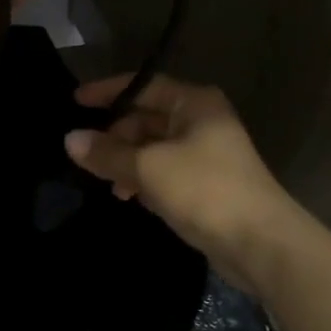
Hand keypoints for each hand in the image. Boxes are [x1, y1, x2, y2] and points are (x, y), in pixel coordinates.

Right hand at [64, 74, 330, 293]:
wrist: (261, 244)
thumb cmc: (205, 189)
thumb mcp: (148, 167)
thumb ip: (107, 152)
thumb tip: (69, 140)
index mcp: (194, 103)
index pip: (142, 86)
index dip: (107, 92)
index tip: (75, 102)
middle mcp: (201, 121)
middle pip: (146, 118)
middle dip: (115, 136)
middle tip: (87, 154)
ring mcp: (205, 153)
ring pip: (153, 147)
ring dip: (127, 161)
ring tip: (108, 185)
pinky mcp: (205, 184)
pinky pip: (163, 171)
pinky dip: (143, 179)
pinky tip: (129, 198)